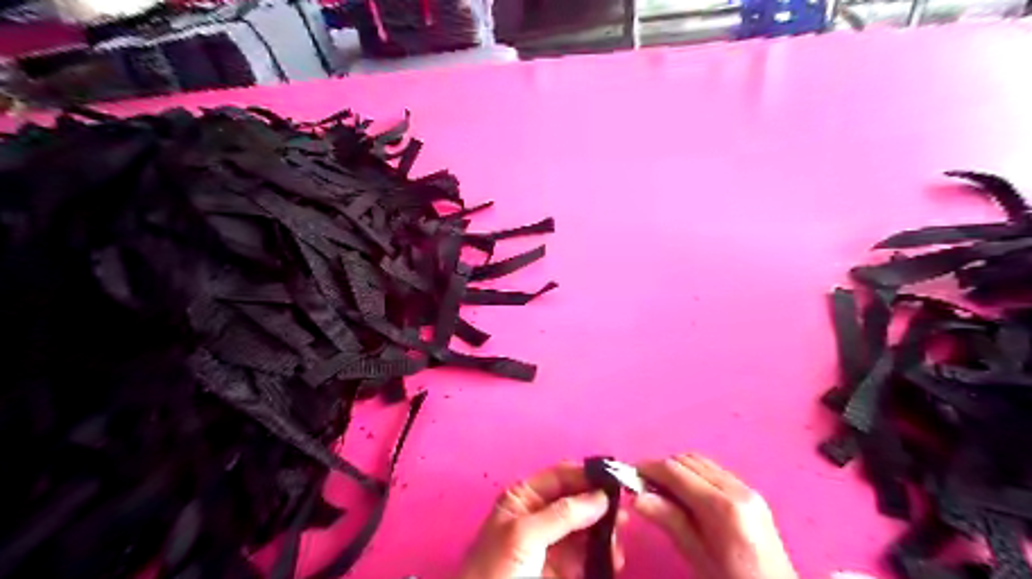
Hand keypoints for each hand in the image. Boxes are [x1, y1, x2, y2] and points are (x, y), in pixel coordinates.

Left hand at [457, 465, 619, 578]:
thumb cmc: (498, 568)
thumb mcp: (526, 534)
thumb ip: (563, 513)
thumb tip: (601, 495)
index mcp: (524, 497)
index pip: (560, 476)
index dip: (586, 474)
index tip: (616, 478)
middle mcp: (539, 513)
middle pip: (576, 500)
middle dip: (599, 504)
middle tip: (624, 513)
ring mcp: (551, 542)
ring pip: (584, 527)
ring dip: (604, 530)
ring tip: (620, 538)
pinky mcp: (560, 569)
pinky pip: (585, 554)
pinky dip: (601, 554)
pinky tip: (614, 558)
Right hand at [634, 453, 801, 578]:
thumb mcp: (698, 556)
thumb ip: (670, 521)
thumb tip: (636, 497)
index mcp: (723, 507)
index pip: (676, 471)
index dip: (649, 468)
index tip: (629, 476)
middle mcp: (737, 489)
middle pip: (688, 460)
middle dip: (662, 468)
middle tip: (644, 486)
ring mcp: (747, 488)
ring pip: (701, 462)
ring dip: (678, 469)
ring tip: (663, 492)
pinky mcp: (752, 493)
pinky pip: (715, 471)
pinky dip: (695, 475)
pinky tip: (687, 495)